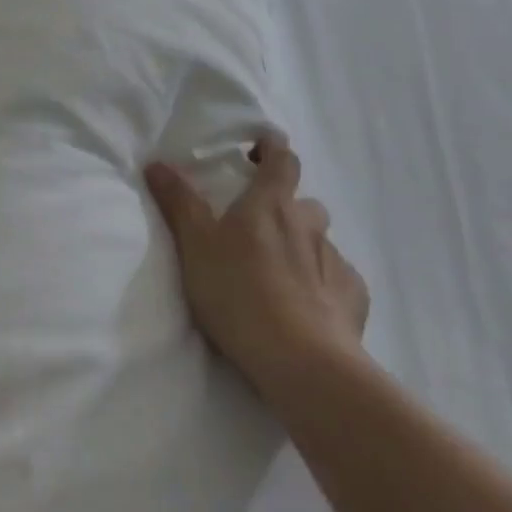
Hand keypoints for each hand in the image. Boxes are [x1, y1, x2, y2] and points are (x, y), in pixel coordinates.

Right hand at [145, 134, 368, 389]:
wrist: (302, 362)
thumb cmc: (239, 292)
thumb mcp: (195, 245)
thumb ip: (178, 201)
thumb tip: (158, 162)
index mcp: (271, 204)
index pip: (282, 159)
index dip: (272, 149)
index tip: (259, 149)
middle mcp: (309, 224)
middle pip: (303, 203)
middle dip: (286, 208)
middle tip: (260, 229)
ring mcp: (336, 261)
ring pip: (321, 242)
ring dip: (303, 247)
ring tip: (281, 273)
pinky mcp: (354, 298)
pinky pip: (339, 280)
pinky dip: (324, 284)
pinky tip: (309, 306)